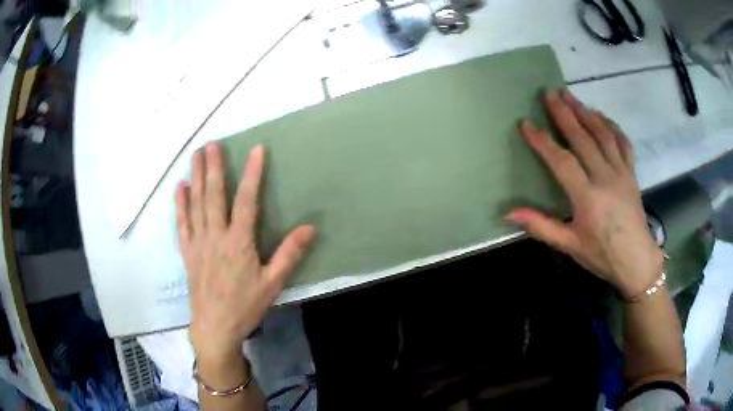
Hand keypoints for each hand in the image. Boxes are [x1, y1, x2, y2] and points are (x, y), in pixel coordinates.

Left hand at [175, 143, 314, 363]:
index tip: (256, 150)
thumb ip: (289, 254)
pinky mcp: (187, 252)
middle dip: (213, 167)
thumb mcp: (273, 283)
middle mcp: (215, 236)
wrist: (215, 328)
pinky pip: (182, 223)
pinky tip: (180, 188)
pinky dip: (180, 204)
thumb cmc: (245, 306)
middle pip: (213, 195)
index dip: (253, 173)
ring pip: (195, 204)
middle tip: (212, 143)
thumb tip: (310, 228)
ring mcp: (198, 243)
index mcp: (238, 243)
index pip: (247, 201)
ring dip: (196, 177)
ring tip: (196, 155)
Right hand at [506, 90, 663, 299]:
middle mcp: (605, 177)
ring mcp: (621, 172)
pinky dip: (612, 125)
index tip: (526, 124)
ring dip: (586, 112)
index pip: (562, 161)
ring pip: (603, 134)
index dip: (542, 141)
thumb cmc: (602, 255)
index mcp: (588, 197)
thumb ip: (541, 226)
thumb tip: (508, 214)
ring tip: (571, 96)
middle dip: (564, 113)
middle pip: (583, 138)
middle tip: (550, 93)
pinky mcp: (632, 173)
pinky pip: (623, 142)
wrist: (637, 261)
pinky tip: (602, 115)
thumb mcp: (570, 245)